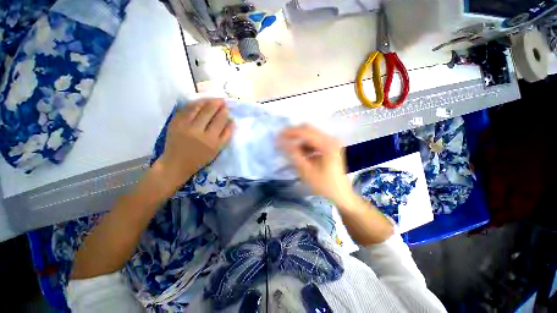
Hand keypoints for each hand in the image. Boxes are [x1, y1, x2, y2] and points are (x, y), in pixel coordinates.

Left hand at [157, 99, 234, 187]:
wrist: (177, 162)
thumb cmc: (201, 158)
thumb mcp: (218, 149)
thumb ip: (226, 135)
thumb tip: (232, 120)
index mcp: (211, 140)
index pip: (220, 121)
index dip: (225, 112)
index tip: (227, 108)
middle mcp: (198, 132)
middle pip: (210, 112)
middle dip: (217, 103)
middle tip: (222, 100)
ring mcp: (185, 126)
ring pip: (197, 107)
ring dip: (206, 101)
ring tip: (213, 99)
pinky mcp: (175, 123)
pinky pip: (186, 109)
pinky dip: (194, 103)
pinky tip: (200, 102)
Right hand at [279, 125, 355, 206]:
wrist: (341, 196)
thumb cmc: (324, 186)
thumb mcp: (306, 171)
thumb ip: (293, 154)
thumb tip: (281, 142)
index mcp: (327, 144)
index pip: (305, 132)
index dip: (290, 132)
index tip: (277, 136)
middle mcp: (331, 139)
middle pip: (309, 130)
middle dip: (294, 134)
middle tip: (281, 140)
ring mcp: (332, 142)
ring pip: (311, 135)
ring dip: (299, 140)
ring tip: (289, 149)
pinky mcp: (331, 147)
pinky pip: (315, 142)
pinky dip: (305, 146)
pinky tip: (300, 154)